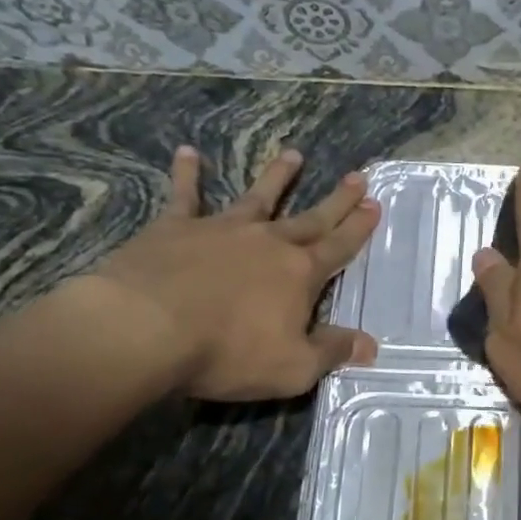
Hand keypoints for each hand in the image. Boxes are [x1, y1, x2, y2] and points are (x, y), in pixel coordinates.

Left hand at [80, 145, 379, 400]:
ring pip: (258, 197)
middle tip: (357, 177)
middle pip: (310, 218)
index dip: (359, 228)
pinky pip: (185, 195)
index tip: (375, 205)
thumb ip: (332, 352)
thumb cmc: (227, 352)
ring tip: (294, 154)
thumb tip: (370, 346)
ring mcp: (222, 230)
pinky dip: (187, 174)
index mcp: (300, 274)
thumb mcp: (293, 368)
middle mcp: (268, 242)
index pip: (339, 247)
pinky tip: (187, 151)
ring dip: (278, 176)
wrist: (146, 328)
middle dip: (337, 200)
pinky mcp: (175, 228)